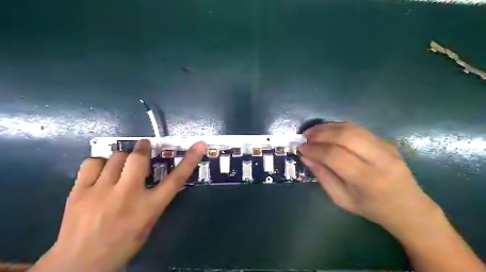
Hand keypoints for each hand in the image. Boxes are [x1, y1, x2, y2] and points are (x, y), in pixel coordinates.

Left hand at [30, 140, 204, 271]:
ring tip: (121, 165)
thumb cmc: (122, 245)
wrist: (80, 265)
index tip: (199, 145)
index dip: (190, 160)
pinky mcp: (79, 192)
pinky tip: (101, 170)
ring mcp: (101, 192)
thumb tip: (156, 180)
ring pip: (116, 157)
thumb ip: (154, 200)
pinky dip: (100, 162)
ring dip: (122, 158)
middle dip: (143, 148)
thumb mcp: (148, 223)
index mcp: (149, 207)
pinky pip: (92, 163)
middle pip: (138, 159)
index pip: (176, 179)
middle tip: (144, 147)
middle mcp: (127, 195)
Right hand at [298, 122, 443, 238]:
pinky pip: (359, 129)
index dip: (315, 149)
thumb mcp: (342, 199)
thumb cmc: (371, 208)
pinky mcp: (387, 142)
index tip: (300, 148)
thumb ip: (323, 176)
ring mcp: (386, 147)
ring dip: (329, 127)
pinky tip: (328, 130)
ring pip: (353, 128)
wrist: (409, 208)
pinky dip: (339, 127)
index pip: (335, 156)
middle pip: (345, 136)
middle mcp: (379, 159)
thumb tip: (306, 157)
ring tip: (313, 131)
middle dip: (320, 133)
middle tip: (305, 136)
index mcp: (366, 179)